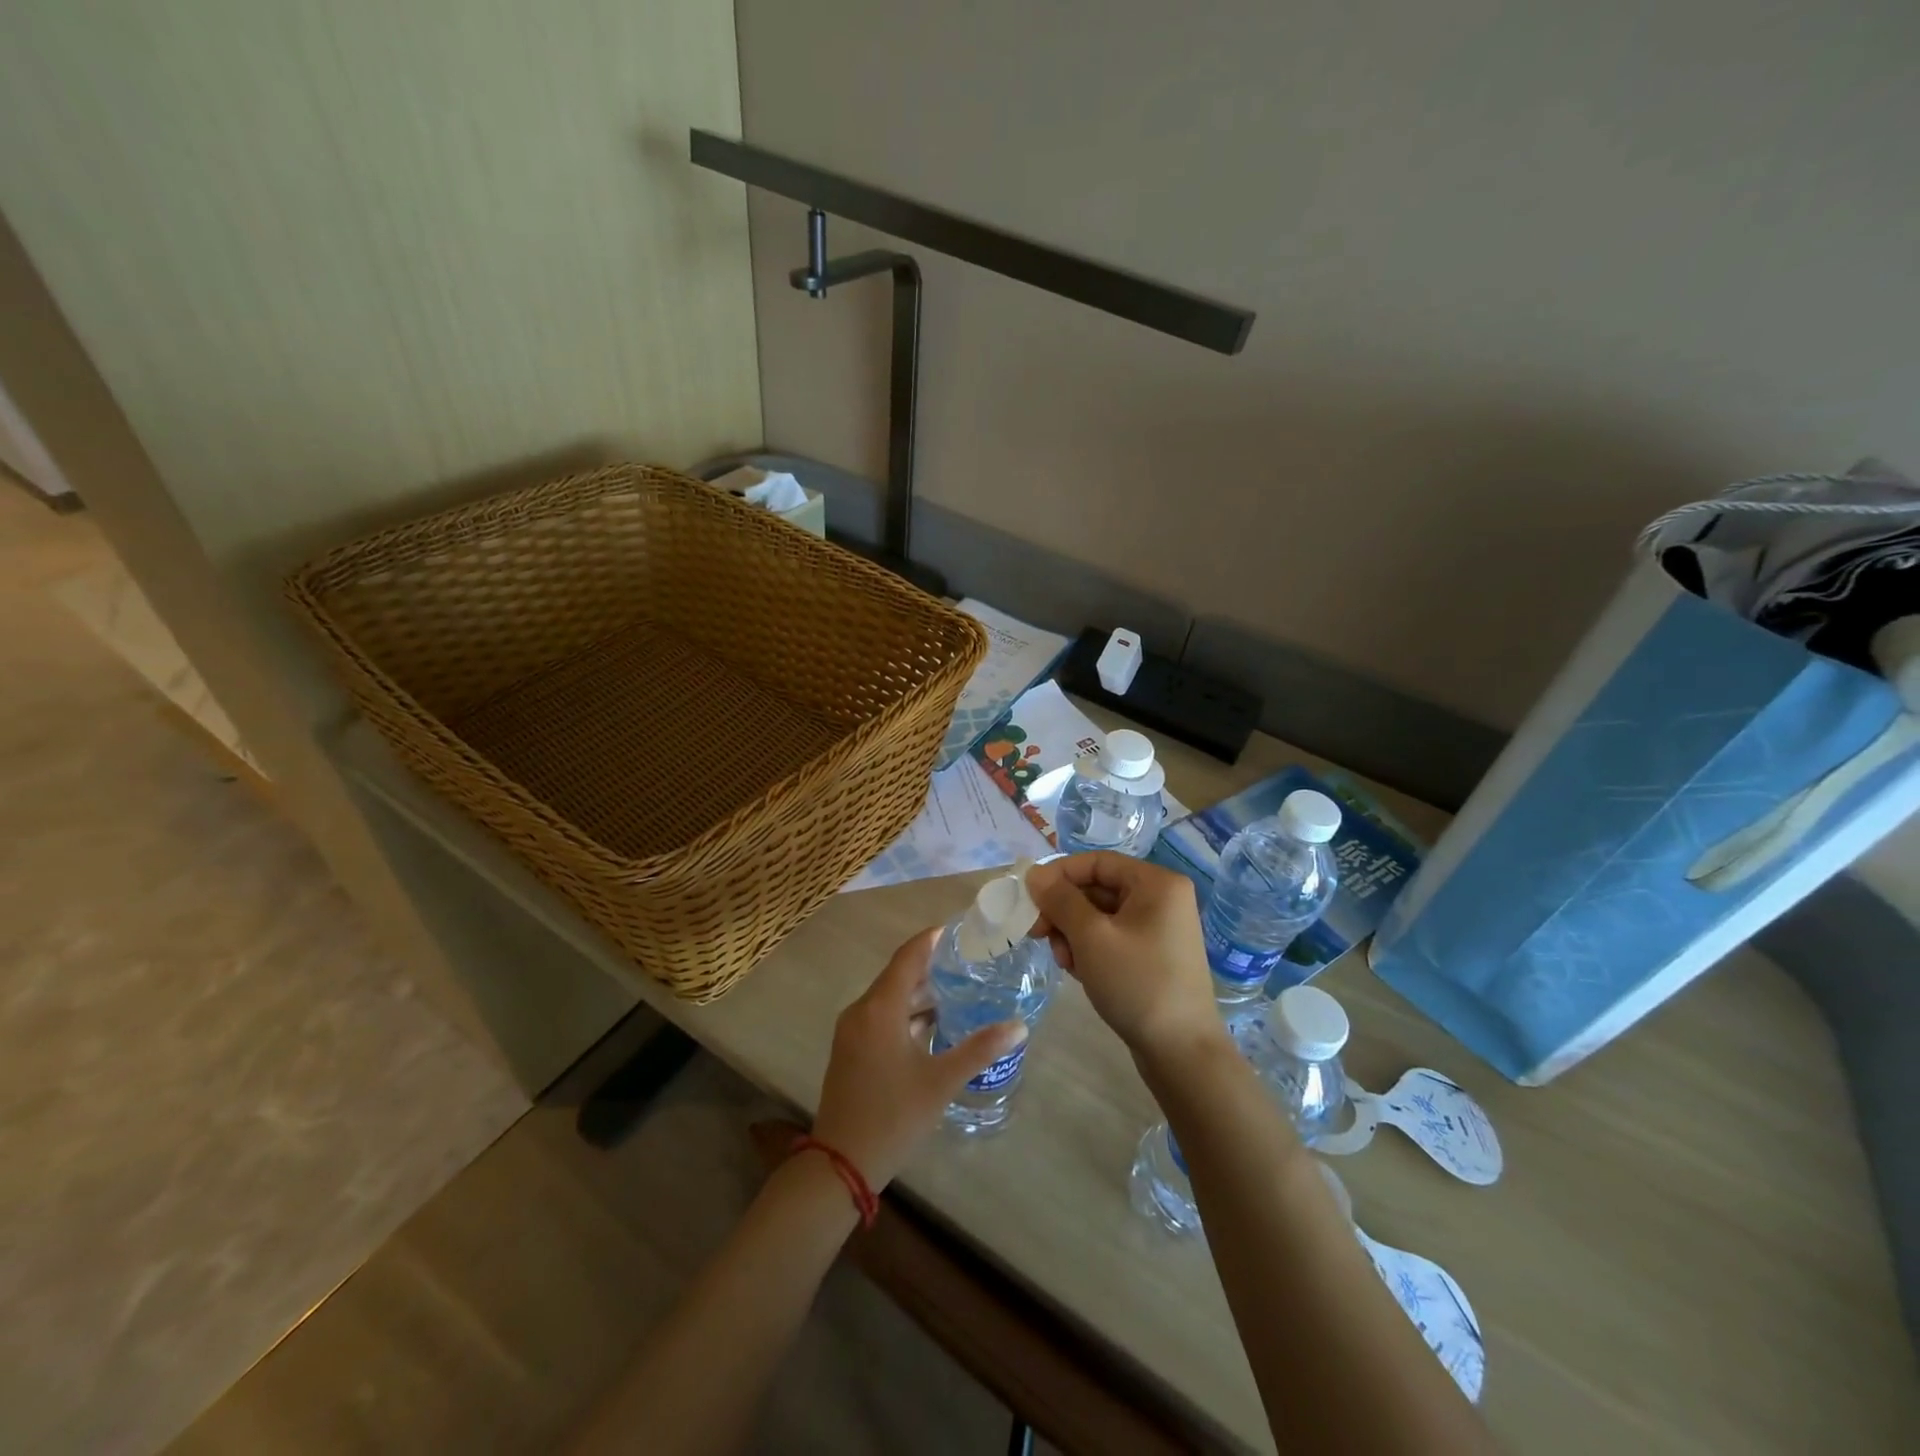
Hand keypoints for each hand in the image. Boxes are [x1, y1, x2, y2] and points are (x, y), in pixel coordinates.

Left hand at [811, 928, 1026, 1188]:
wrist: (840, 1164)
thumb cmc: (892, 1116)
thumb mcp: (941, 1081)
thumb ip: (979, 1049)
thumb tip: (1019, 1026)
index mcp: (880, 1008)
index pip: (907, 957)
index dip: (931, 940)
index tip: (958, 930)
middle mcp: (861, 1011)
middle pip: (898, 976)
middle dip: (930, 966)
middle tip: (968, 961)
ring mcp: (852, 1032)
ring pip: (889, 999)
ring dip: (919, 993)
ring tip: (957, 990)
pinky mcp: (851, 1051)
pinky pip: (881, 1017)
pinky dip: (906, 1014)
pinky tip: (932, 1025)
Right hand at [1026, 853, 1226, 1075]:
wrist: (1181, 1052)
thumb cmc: (1137, 984)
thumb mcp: (1091, 937)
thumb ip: (1060, 900)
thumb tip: (1034, 874)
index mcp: (1156, 883)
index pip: (1096, 862)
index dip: (1058, 875)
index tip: (1029, 899)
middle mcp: (1162, 898)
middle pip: (1097, 888)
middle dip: (1064, 911)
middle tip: (1039, 935)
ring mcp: (1159, 928)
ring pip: (1100, 916)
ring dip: (1073, 934)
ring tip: (1065, 962)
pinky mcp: (1153, 955)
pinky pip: (1112, 937)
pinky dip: (1090, 949)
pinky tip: (1080, 973)